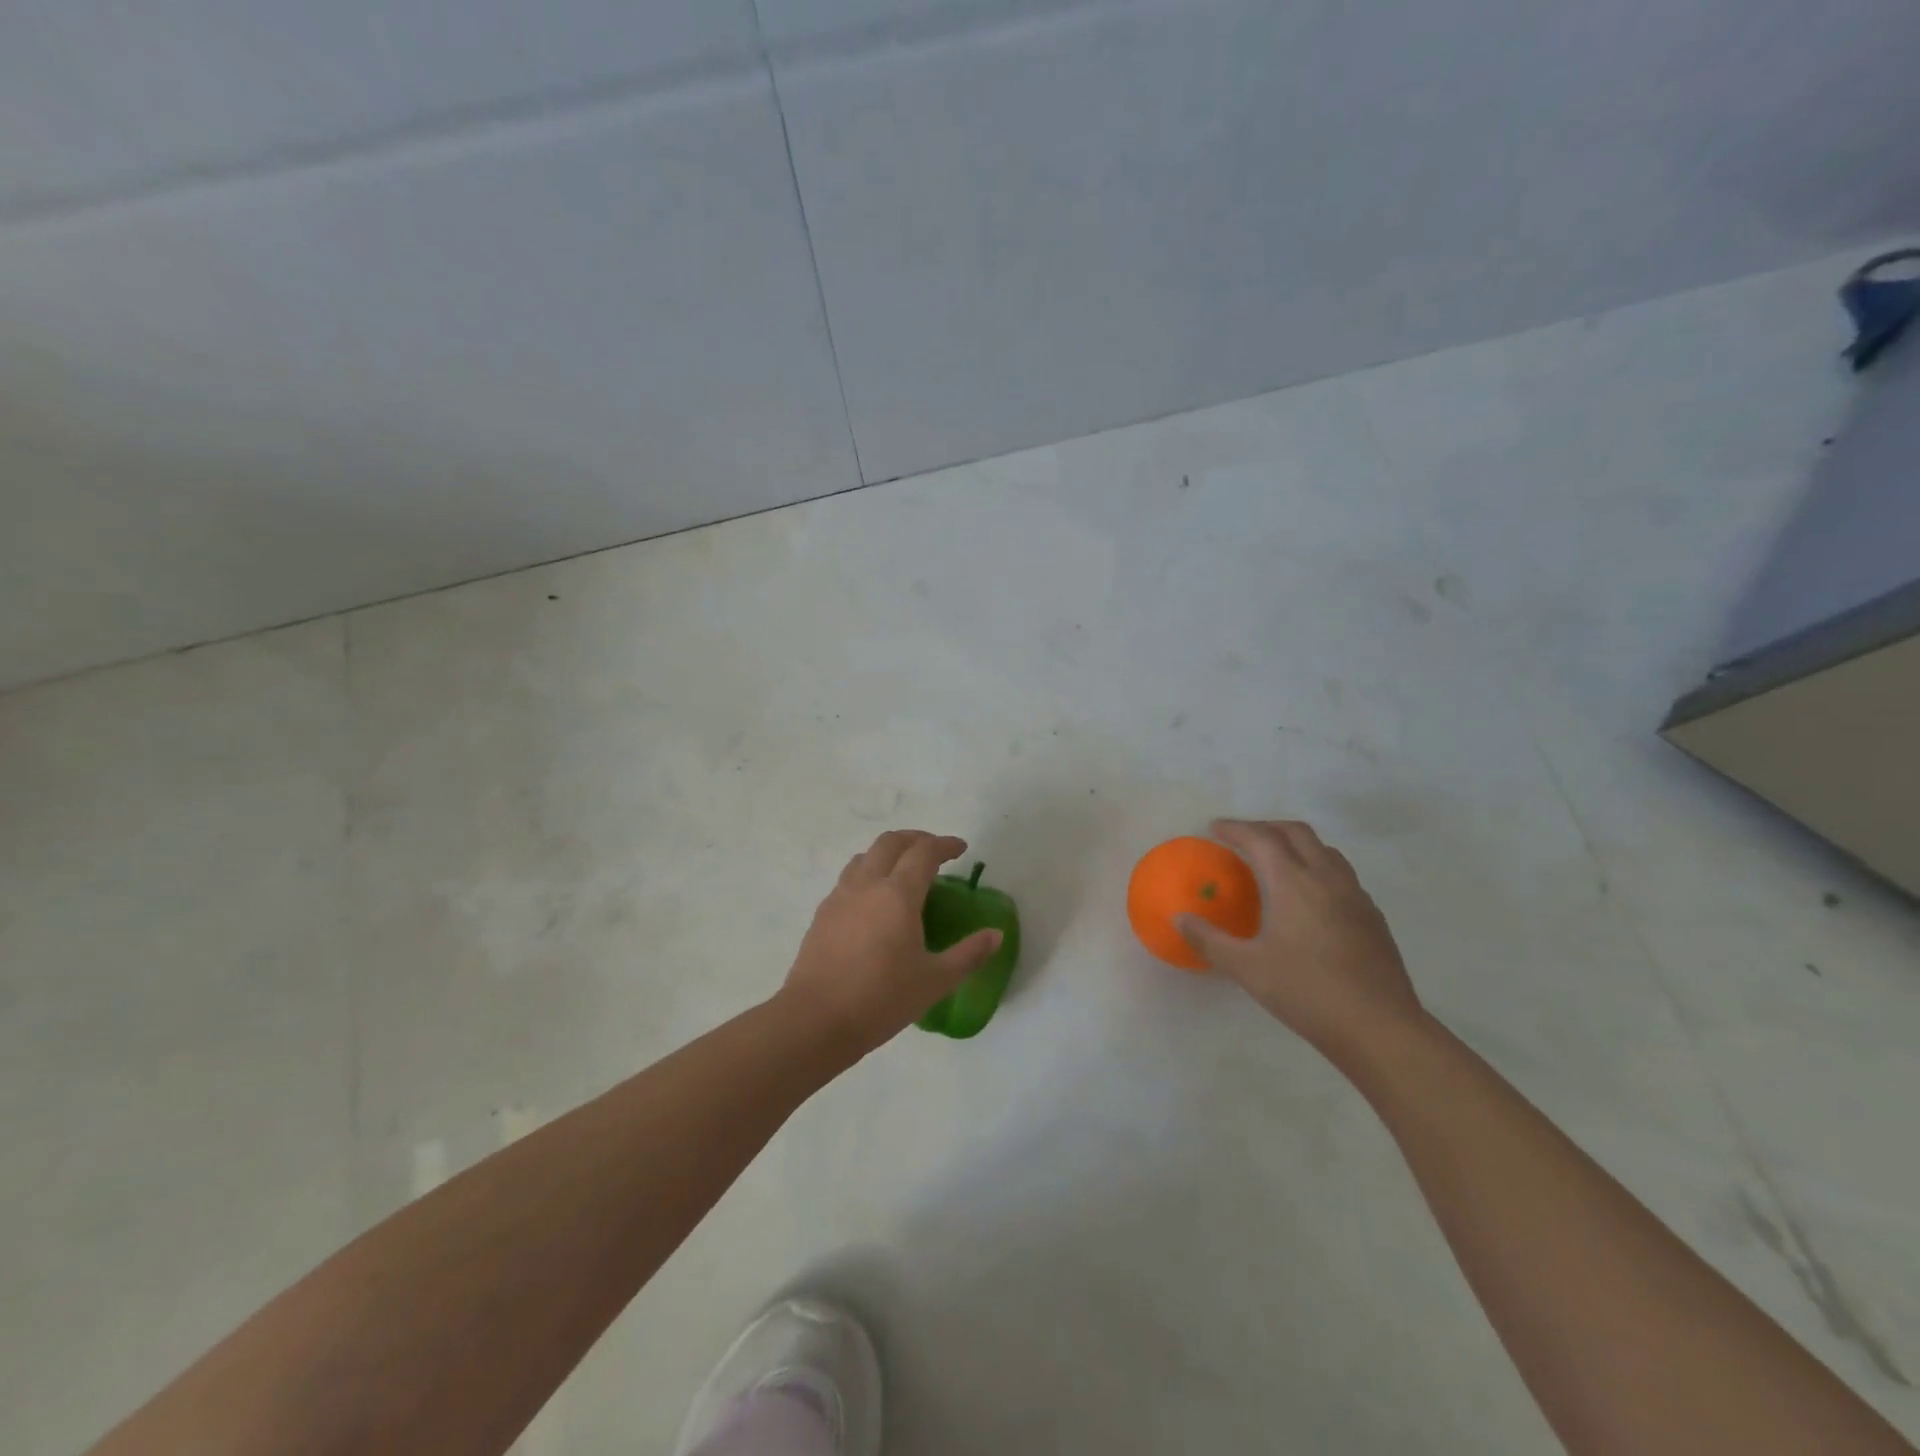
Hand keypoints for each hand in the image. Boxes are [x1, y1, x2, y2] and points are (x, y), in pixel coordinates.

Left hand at [780, 830, 1003, 1058]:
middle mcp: (867, 884)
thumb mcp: (935, 981)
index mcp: (898, 894)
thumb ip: (968, 954)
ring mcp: (840, 896)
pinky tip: (874, 901)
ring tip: (903, 871)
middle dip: (916, 839)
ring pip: (865, 856)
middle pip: (891, 842)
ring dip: (889, 853)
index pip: (924, 852)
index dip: (945, 844)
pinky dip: (868, 873)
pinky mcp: (822, 913)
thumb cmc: (881, 999)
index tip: (961, 848)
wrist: (815, 1021)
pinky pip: (849, 878)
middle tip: (935, 852)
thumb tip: (995, 935)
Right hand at [1175, 819, 1425, 1068]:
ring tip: (1276, 861)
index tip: (1214, 828)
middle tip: (1243, 838)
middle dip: (1266, 827)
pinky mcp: (1372, 917)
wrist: (1380, 1028)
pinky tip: (1310, 898)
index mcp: (1293, 882)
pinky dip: (1318, 868)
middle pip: (1296, 833)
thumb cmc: (1307, 992)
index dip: (1235, 828)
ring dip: (1296, 844)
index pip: (1261, 838)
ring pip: (1325, 850)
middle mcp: (1327, 878)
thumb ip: (1209, 940)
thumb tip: (1180, 918)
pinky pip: (1342, 875)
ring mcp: (1355, 896)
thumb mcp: (1246, 968)